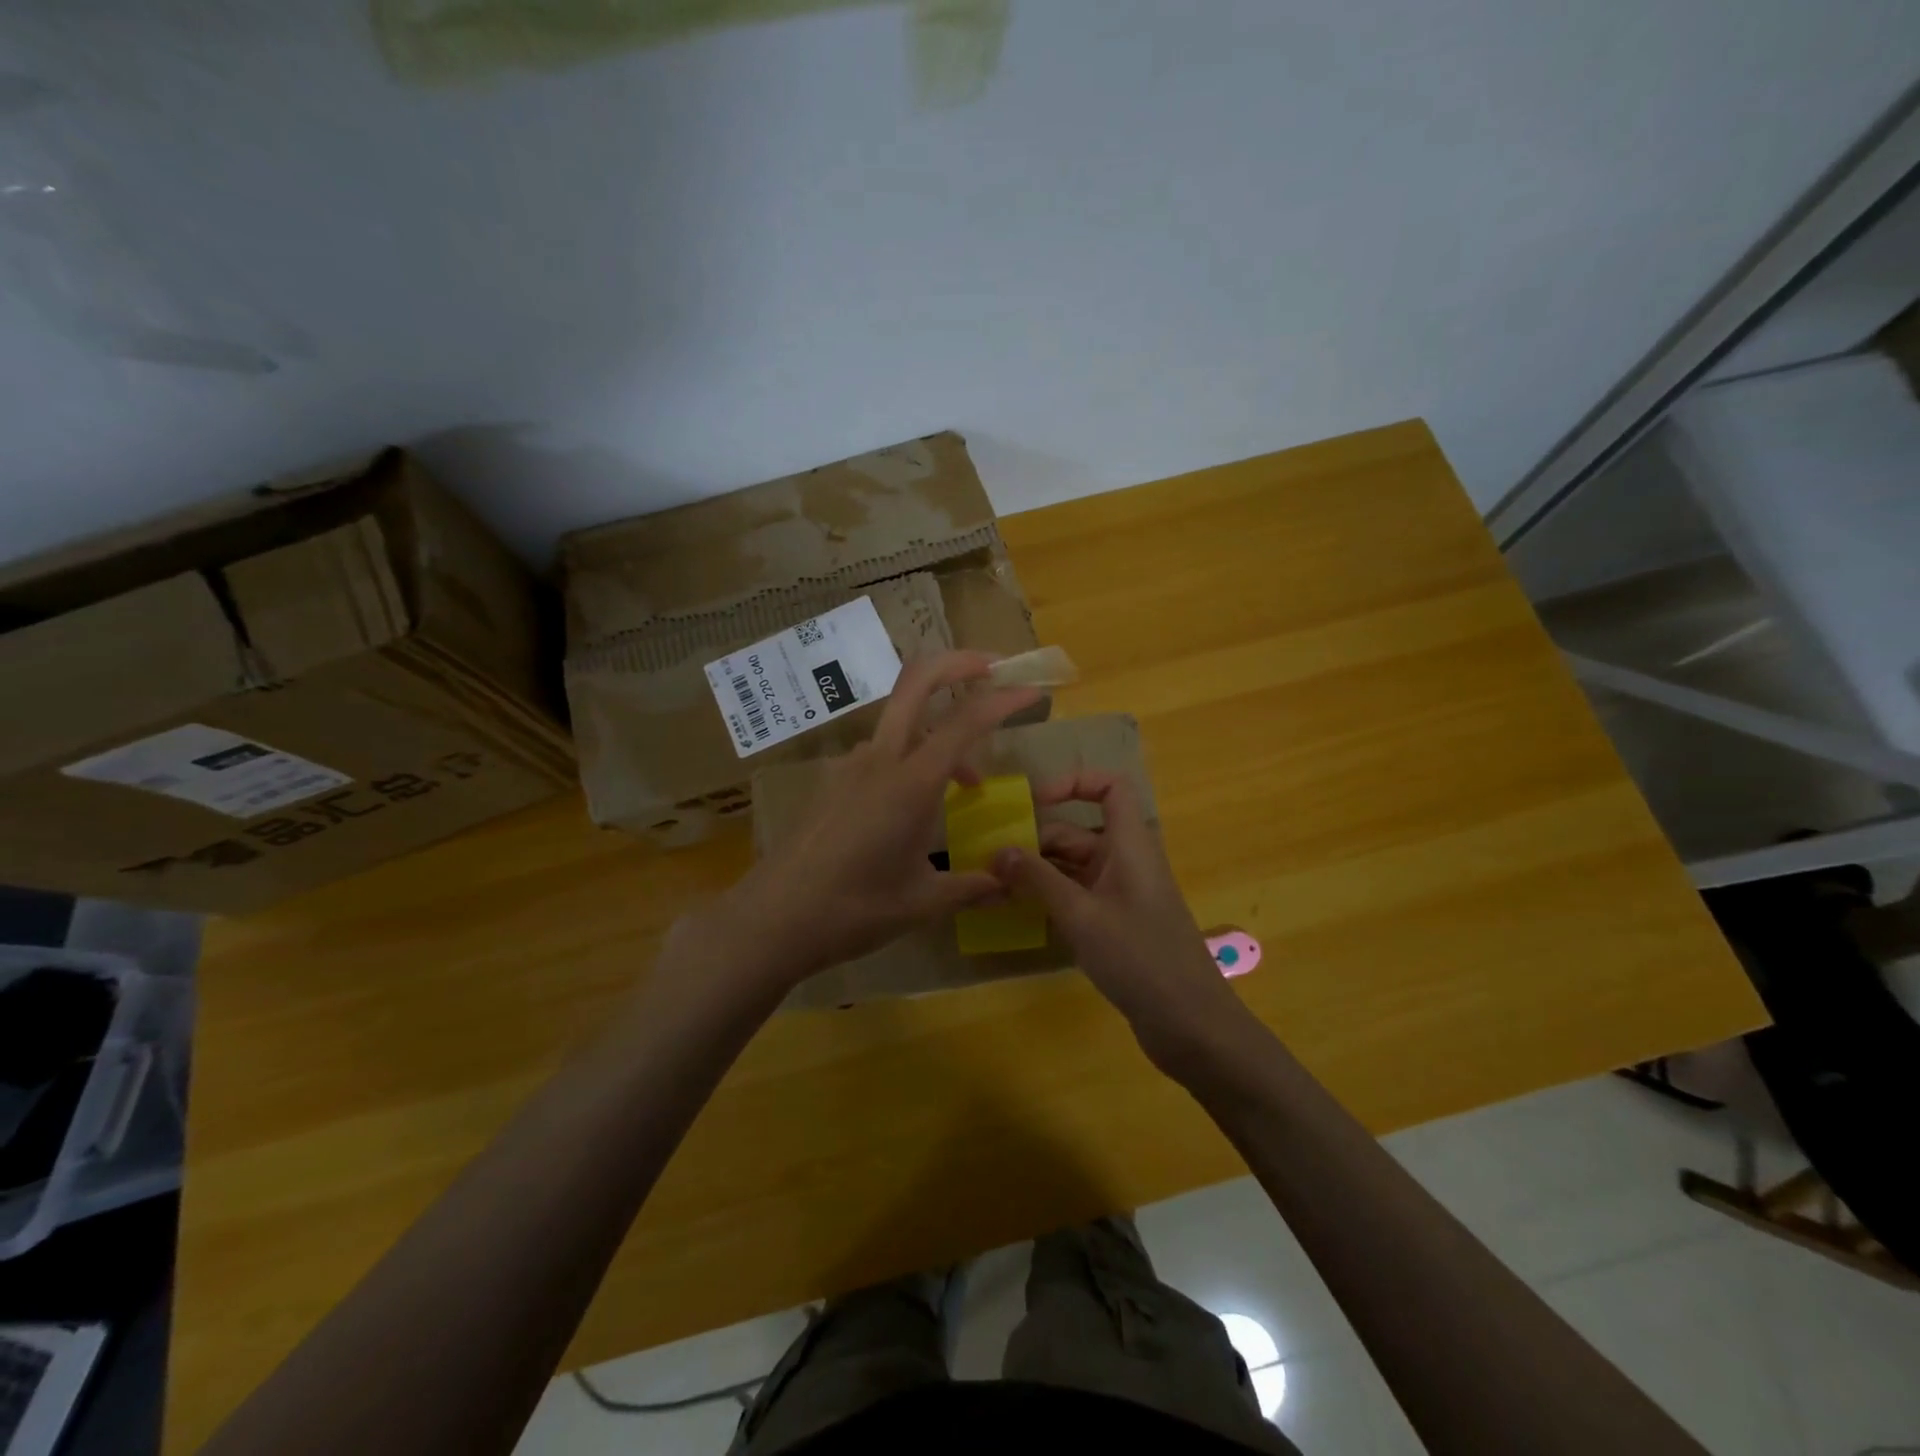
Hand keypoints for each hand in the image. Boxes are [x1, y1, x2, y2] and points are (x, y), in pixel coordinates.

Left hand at [679, 651, 1041, 997]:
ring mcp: (850, 765)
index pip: (967, 721)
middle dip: (959, 663)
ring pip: (901, 720)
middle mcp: (880, 759)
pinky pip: (881, 751)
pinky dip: (911, 756)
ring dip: (939, 729)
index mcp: (911, 782)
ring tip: (967, 782)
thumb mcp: (923, 901)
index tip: (1035, 693)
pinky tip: (916, 805)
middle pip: (918, 681)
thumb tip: (1010, 883)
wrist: (773, 919)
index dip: (1005, 700)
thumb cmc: (854, 910)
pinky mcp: (832, 781)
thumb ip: (972, 886)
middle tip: (995, 669)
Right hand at [991, 771, 1254, 1075]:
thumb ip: (1037, 879)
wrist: (1190, 1024)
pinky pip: (1080, 894)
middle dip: (1037, 841)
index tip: (1034, 802)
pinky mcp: (1119, 922)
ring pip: (1075, 865)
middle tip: (992, 861)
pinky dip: (1053, 896)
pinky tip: (1022, 911)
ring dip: (1040, 872)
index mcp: (1130, 845)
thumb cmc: (1139, 958)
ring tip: (996, 886)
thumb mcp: (1081, 915)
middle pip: (1080, 831)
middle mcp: (1128, 860)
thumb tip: (997, 850)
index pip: (1110, 787)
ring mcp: (1124, 893)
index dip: (1074, 783)